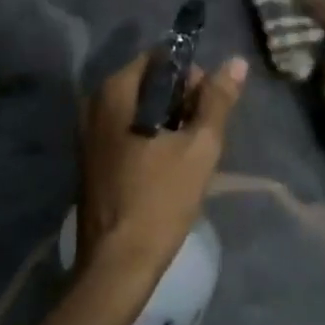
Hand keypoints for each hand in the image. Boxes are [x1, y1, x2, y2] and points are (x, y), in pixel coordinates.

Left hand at [75, 52, 246, 322]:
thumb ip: (217, 101)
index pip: (159, 58)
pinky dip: (150, 139)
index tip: (209, 105)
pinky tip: (168, 168)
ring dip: (168, 123)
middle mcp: (94, 104)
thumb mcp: (199, 148)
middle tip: (204, 134)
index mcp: (114, 91)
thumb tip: (236, 62)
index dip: (190, 75)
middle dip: (181, 102)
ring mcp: (89, 133)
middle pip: (148, 83)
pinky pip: (126, 132)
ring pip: (139, 110)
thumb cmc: (159, 200)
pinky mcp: (91, 159)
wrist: (115, 266)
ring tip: (190, 154)